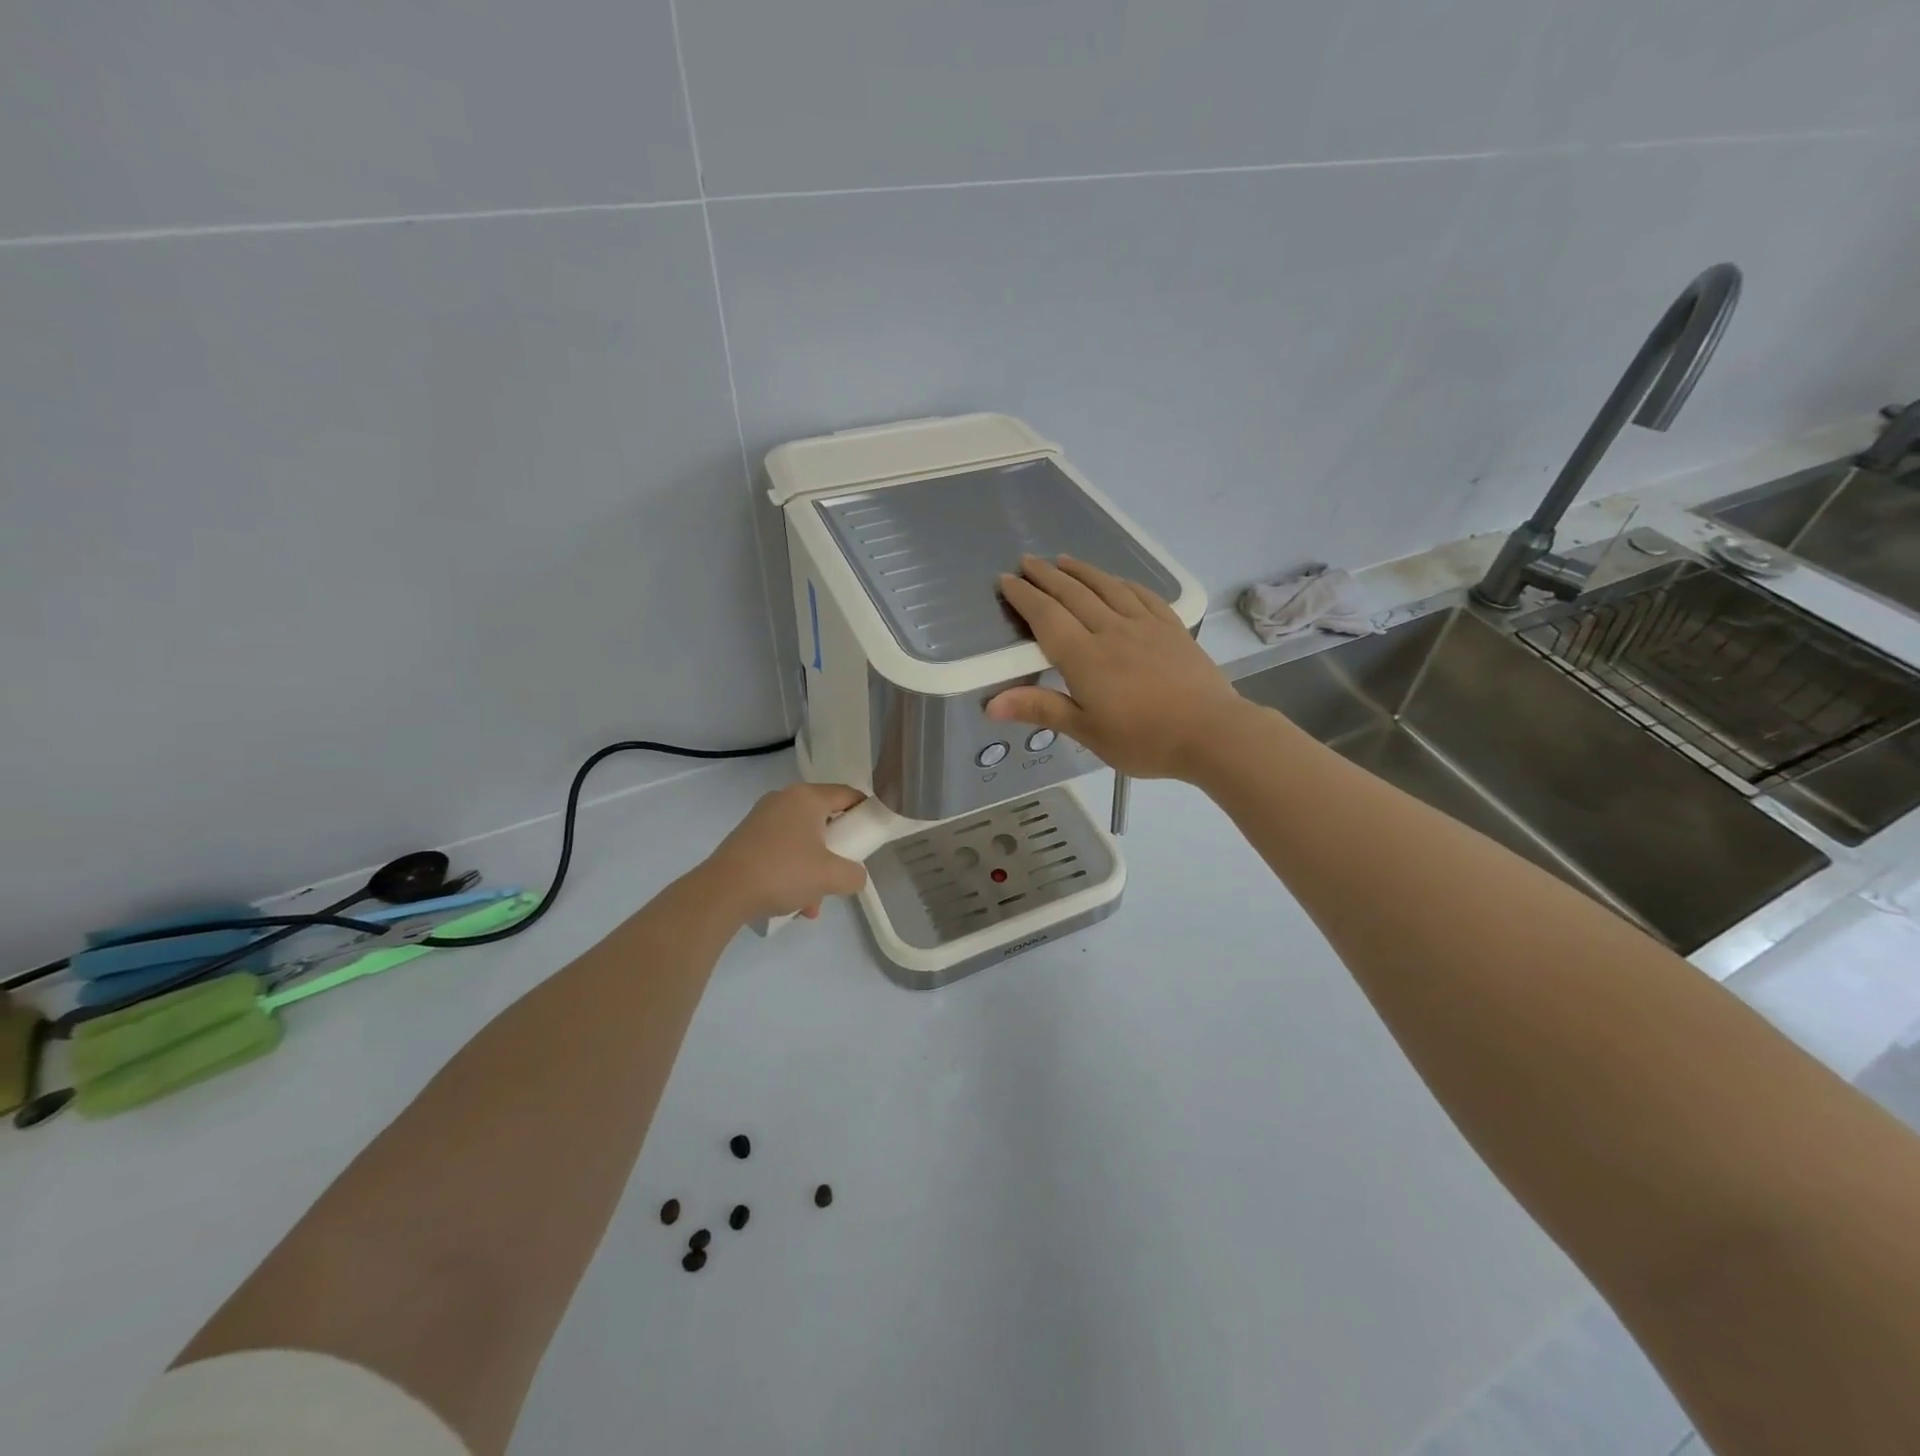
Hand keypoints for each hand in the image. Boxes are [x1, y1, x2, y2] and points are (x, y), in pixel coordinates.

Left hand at [702, 784, 870, 922]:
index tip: (873, 834)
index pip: (848, 794)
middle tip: (841, 872)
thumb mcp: (831, 876)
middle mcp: (783, 800)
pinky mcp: (746, 839)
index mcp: (807, 797)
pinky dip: (791, 872)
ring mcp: (761, 819)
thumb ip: (855, 874)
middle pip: (824, 820)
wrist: (722, 893)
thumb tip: (855, 876)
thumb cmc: (783, 872)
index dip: (865, 812)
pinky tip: (791, 905)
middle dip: (835, 851)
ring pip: (802, 841)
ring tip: (812, 903)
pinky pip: (781, 851)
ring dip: (813, 870)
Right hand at [988, 555, 1248, 779]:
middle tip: (1027, 561)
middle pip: (1073, 594)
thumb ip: (1041, 709)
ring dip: (1082, 571)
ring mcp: (1144, 625)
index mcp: (1084, 657)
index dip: (1024, 597)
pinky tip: (1116, 580)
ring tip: (1064, 560)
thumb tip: (990, 703)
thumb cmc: (1143, 739)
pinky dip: (1123, 582)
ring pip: (1106, 587)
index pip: (1046, 617)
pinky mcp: (1172, 628)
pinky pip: (1142, 595)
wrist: (1211, 732)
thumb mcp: (1087, 731)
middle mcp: (1110, 631)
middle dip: (1047, 576)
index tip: (1007, 580)